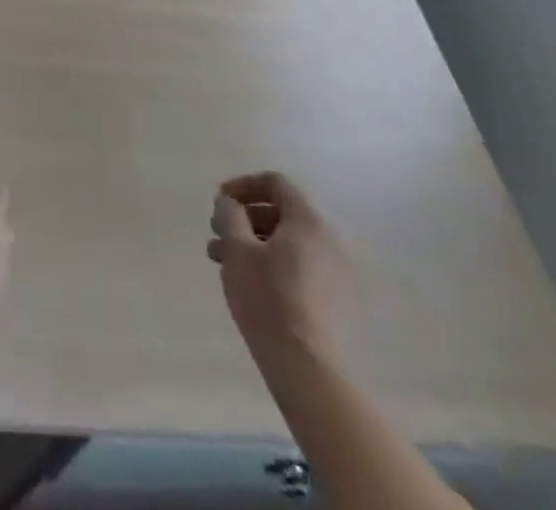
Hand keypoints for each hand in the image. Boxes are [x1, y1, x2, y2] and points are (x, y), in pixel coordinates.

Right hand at [209, 171, 350, 364]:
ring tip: (224, 265)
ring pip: (289, 245)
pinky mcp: (338, 305)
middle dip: (244, 220)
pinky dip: (274, 267)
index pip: (275, 183)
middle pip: (281, 214)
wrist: (308, 370)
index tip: (219, 202)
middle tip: (217, 237)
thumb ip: (230, 215)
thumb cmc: (268, 299)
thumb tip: (229, 203)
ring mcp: (338, 275)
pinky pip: (301, 269)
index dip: (243, 185)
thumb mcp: (237, 249)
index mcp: (308, 222)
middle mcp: (329, 242)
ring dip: (254, 246)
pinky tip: (251, 287)